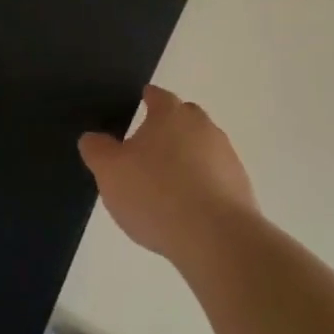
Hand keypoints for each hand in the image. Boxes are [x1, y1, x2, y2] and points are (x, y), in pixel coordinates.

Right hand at [78, 86, 256, 258]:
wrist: (215, 237)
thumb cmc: (155, 194)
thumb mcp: (109, 171)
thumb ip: (97, 150)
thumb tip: (93, 138)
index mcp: (171, 114)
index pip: (158, 96)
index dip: (147, 98)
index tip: (140, 102)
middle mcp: (203, 127)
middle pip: (184, 119)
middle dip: (168, 128)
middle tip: (148, 148)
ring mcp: (227, 157)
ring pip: (202, 148)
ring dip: (187, 159)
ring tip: (167, 185)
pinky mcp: (241, 188)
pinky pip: (215, 178)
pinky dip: (202, 185)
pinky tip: (187, 209)